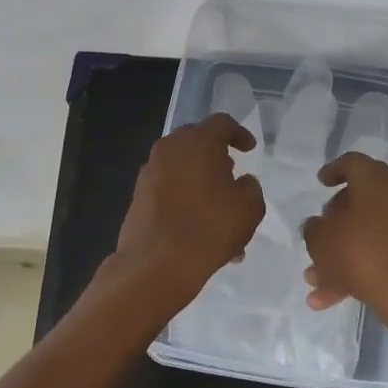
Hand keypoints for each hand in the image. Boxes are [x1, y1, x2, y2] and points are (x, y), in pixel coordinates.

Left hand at [113, 113, 264, 302]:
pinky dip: (185, 200)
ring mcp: (149, 172)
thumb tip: (240, 182)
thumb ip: (250, 186)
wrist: (156, 264)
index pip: (222, 124)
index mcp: (198, 141)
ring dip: (201, 184)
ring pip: (182, 170)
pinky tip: (199, 230)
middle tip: (232, 176)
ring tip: (219, 215)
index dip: (239, 134)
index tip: (249, 149)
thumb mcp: (249, 207)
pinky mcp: (138, 196)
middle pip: (197, 143)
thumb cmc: (210, 227)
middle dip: (216, 158)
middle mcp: (169, 149)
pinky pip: (169, 190)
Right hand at [300, 152, 387, 333]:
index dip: (333, 171)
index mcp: (377, 179)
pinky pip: (386, 251)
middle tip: (319, 234)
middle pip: (363, 198)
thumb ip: (313, 229)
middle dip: (336, 221)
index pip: (352, 162)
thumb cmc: (362, 255)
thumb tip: (319, 225)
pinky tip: (336, 297)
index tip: (321, 182)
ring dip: (343, 253)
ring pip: (371, 231)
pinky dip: (362, 267)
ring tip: (315, 281)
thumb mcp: (321, 241)